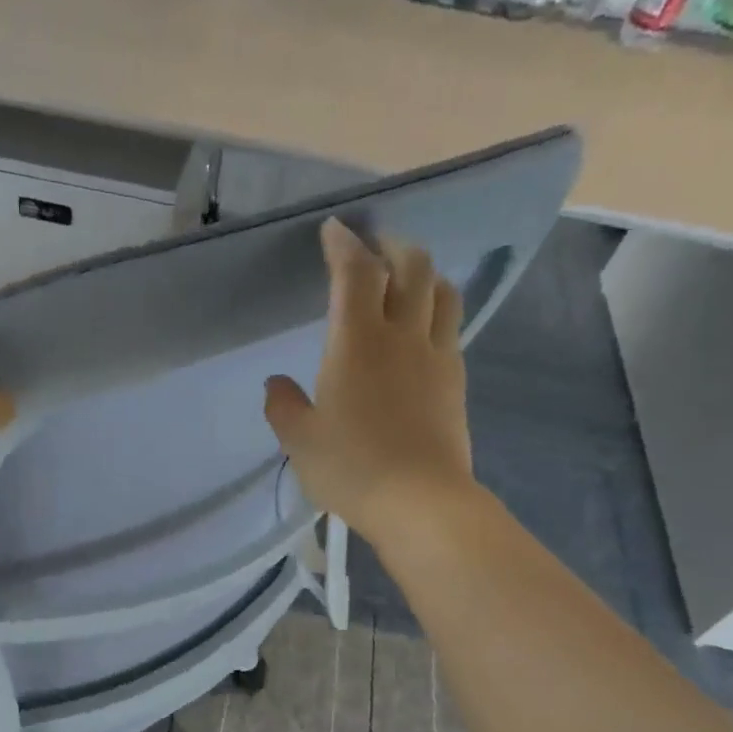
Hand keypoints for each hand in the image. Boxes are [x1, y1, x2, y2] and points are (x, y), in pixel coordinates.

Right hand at [264, 219, 475, 544]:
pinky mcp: (455, 380)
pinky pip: (451, 326)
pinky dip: (437, 310)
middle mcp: (401, 335)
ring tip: (407, 280)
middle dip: (392, 246)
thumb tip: (276, 384)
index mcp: (356, 342)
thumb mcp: (300, 442)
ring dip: (424, 273)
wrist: (420, 501)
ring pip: (441, 291)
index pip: (355, 273)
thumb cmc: (351, 468)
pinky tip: (424, 328)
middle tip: (375, 248)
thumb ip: (284, 407)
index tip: (335, 230)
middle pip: (411, 267)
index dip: (344, 244)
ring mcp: (436, 355)